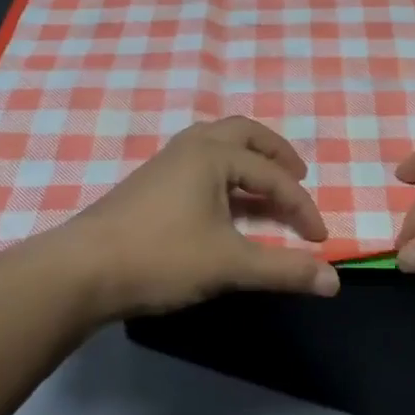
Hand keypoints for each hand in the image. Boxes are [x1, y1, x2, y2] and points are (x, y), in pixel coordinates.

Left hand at [46, 117, 339, 321]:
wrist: (80, 271)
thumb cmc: (160, 258)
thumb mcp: (229, 265)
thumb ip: (283, 270)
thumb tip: (334, 281)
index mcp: (213, 155)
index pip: (273, 177)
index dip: (301, 208)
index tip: (319, 240)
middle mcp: (190, 147)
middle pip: (244, 133)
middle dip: (276, 154)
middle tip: (298, 177)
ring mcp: (165, 162)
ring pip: (217, 144)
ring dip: (248, 159)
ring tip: (265, 185)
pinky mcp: (149, 182)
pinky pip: (199, 161)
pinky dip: (225, 172)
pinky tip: (223, 202)